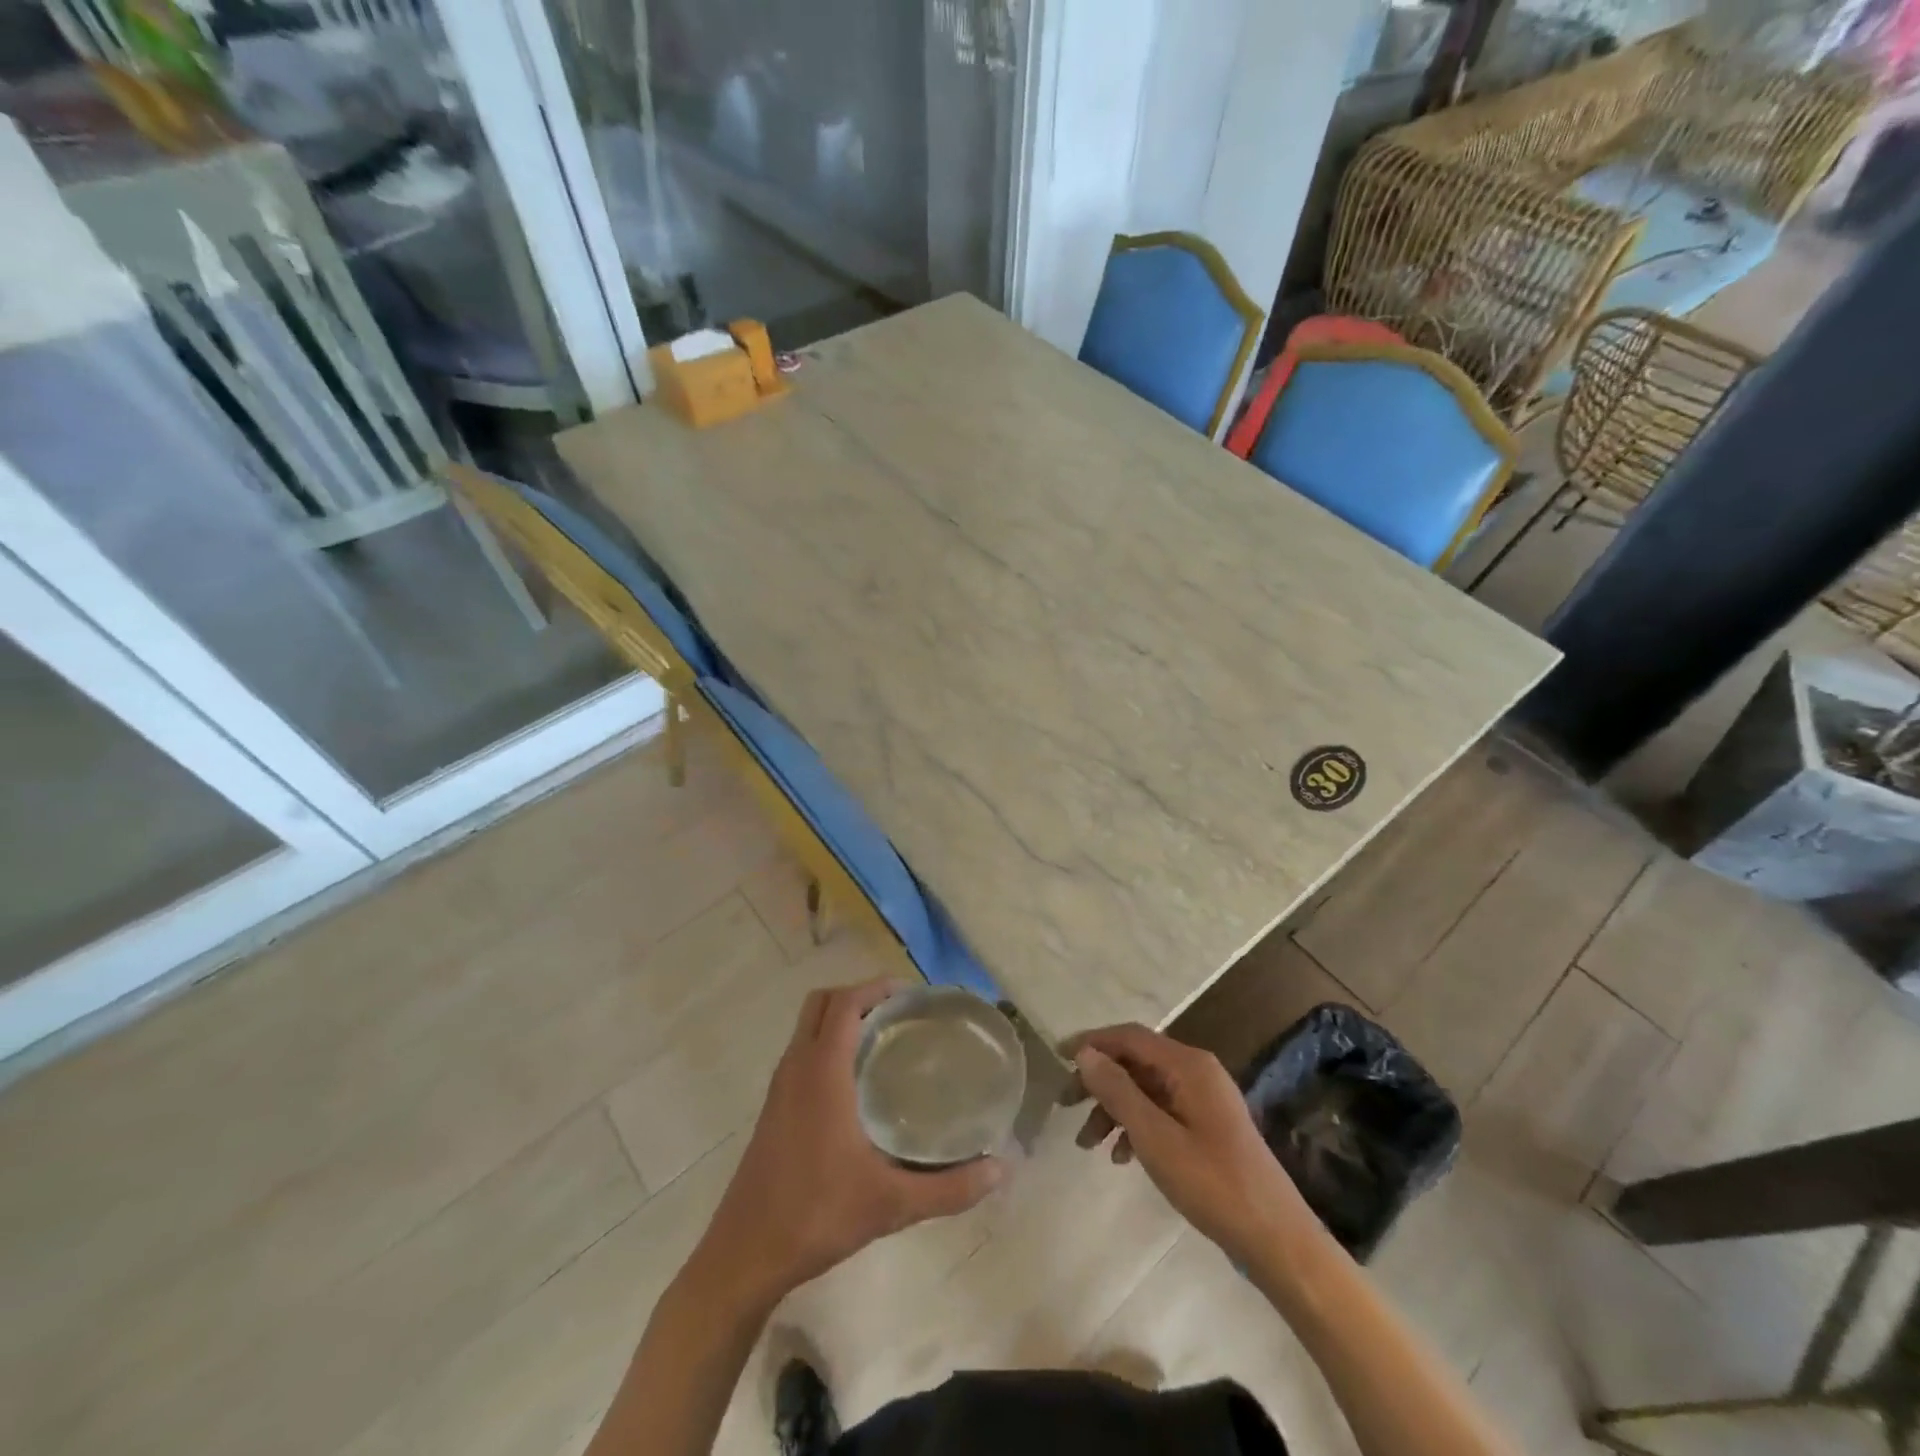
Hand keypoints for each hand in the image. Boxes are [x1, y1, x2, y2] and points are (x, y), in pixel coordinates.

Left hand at [695, 980, 1005, 1308]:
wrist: (745, 1255)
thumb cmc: (817, 1215)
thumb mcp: (891, 1204)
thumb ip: (950, 1187)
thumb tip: (1002, 1168)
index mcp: (821, 1073)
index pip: (844, 1003)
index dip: (875, 988)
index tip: (910, 994)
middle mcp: (796, 1068)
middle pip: (820, 1003)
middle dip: (857, 995)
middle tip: (898, 1012)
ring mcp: (779, 1088)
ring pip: (805, 1027)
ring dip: (838, 1018)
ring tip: (882, 1039)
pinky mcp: (772, 1108)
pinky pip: (800, 1052)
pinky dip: (825, 1044)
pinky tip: (854, 1082)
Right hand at [1065, 1024, 1326, 1270]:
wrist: (1276, 1238)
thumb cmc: (1213, 1183)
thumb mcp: (1155, 1137)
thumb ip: (1118, 1091)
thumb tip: (1085, 1054)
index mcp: (1188, 1065)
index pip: (1129, 1036)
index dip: (1091, 1042)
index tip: (1057, 1058)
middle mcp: (1196, 1071)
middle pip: (1135, 1061)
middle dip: (1098, 1081)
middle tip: (1065, 1105)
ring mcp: (1204, 1098)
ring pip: (1145, 1088)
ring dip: (1113, 1108)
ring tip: (1086, 1143)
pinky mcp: (1207, 1125)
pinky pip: (1161, 1110)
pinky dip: (1136, 1126)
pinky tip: (1121, 1157)